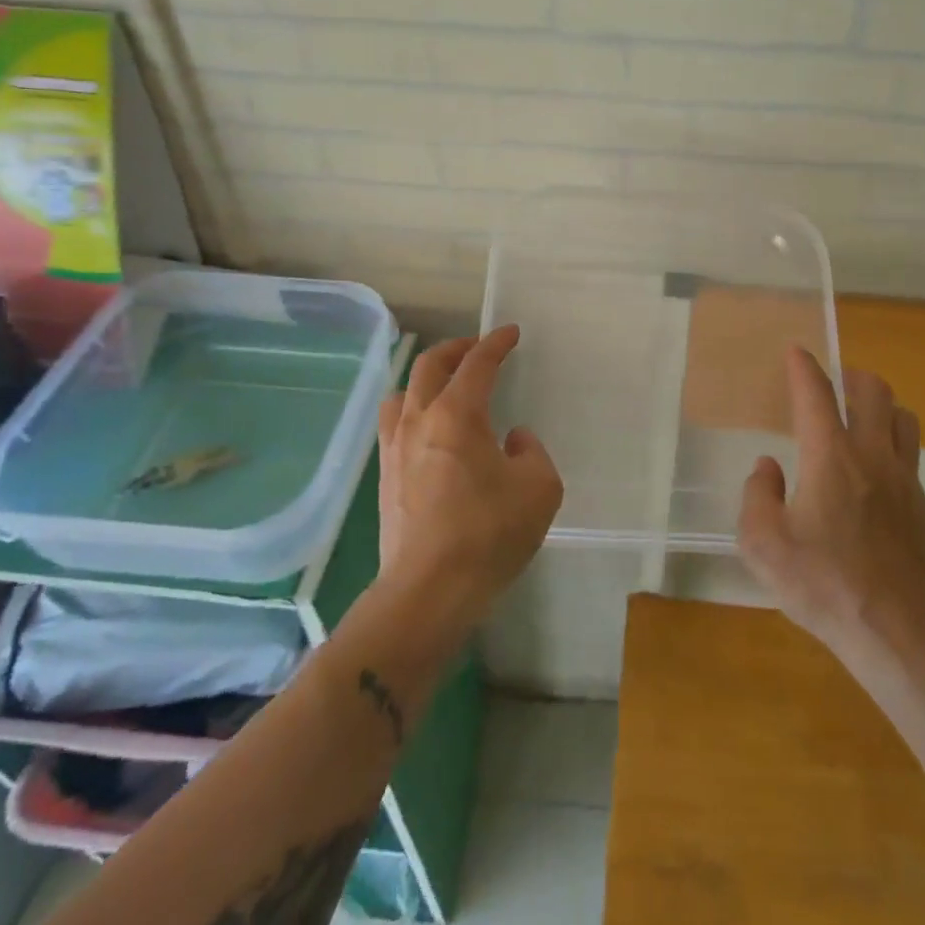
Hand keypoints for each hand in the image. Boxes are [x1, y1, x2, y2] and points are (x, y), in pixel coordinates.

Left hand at [375, 326, 562, 635]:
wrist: (427, 591)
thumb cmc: (488, 534)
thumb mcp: (539, 488)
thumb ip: (532, 452)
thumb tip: (512, 440)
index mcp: (458, 414)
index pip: (477, 363)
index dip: (496, 343)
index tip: (511, 333)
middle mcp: (421, 419)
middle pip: (431, 364)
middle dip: (457, 349)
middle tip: (477, 349)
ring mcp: (396, 447)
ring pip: (404, 391)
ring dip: (428, 377)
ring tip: (447, 385)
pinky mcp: (385, 475)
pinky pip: (394, 422)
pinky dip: (413, 408)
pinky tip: (428, 428)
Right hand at [737, 347, 924, 661]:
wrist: (894, 632)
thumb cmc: (822, 584)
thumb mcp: (762, 545)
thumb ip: (757, 496)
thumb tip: (768, 467)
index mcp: (830, 457)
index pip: (816, 394)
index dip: (803, 367)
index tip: (796, 351)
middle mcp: (872, 456)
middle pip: (874, 391)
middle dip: (852, 376)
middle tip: (834, 384)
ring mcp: (905, 480)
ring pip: (904, 418)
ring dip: (882, 407)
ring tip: (861, 419)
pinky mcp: (923, 508)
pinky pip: (911, 457)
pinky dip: (893, 447)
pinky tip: (875, 475)